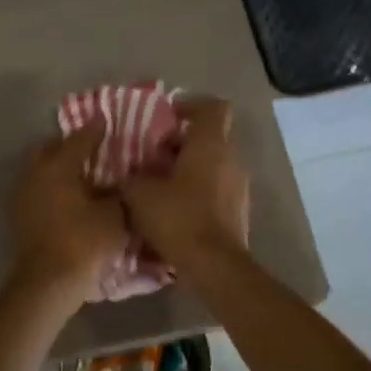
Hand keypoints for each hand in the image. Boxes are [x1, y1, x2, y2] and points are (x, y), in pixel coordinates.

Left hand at [8, 121, 126, 308]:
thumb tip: (124, 180)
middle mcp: (34, 173)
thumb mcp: (115, 214)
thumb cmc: (84, 242)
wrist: (47, 283)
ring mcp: (21, 195)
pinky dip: (51, 188)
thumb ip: (121, 191)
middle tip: (91, 151)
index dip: (96, 129)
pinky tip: (68, 200)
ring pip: (39, 169)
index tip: (107, 122)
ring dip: (57, 168)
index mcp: (58, 165)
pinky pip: (36, 190)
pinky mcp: (18, 216)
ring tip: (81, 178)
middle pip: (49, 148)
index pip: (80, 137)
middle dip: (68, 146)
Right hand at [121, 96, 249, 268]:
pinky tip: (174, 208)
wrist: (214, 265)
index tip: (166, 117)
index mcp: (210, 144)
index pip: (212, 107)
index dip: (190, 105)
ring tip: (160, 184)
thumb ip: (133, 176)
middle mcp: (231, 159)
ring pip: (212, 164)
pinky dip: (197, 190)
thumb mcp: (140, 194)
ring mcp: (239, 186)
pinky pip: (216, 188)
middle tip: (153, 156)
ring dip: (188, 168)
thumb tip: (130, 174)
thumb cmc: (178, 218)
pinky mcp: (239, 210)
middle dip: (181, 142)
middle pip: (210, 136)